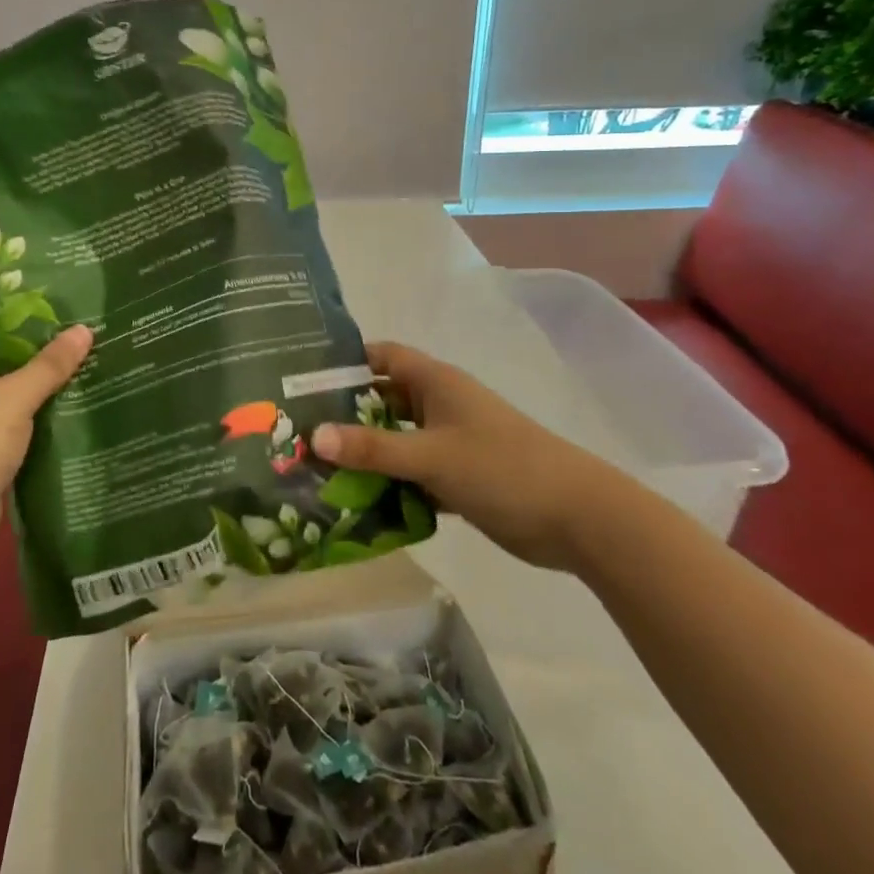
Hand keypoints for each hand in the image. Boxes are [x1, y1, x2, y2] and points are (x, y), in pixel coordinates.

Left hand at [0, 325, 93, 582]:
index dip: (45, 321)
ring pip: (28, 400)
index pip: (7, 328)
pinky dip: (54, 428)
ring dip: (61, 395)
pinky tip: (91, 419)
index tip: (88, 315)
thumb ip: (49, 366)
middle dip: (60, 359)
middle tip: (109, 346)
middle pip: (20, 364)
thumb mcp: (12, 400)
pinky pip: (29, 433)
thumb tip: (84, 329)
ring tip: (110, 376)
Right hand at [310, 341, 629, 571]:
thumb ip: (373, 447)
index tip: (302, 379)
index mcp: (436, 382)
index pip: (381, 357)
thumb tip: (314, 436)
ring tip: (314, 469)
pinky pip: (411, 474)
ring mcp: (450, 442)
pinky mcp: (458, 477)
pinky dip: (388, 484)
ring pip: (396, 440)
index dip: (345, 362)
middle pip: (382, 400)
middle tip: (296, 430)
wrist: (577, 517)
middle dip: (345, 414)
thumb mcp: (431, 455)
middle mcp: (439, 405)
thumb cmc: (502, 468)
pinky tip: (355, 503)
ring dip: (365, 454)